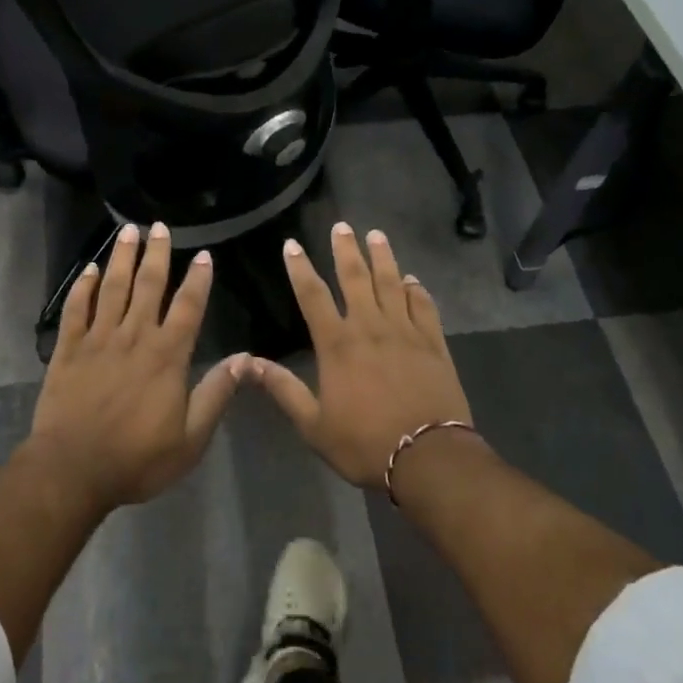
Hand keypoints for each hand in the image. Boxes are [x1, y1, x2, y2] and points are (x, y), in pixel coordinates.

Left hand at [26, 222, 241, 509]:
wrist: (73, 470)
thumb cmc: (137, 458)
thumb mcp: (190, 438)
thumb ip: (216, 394)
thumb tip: (244, 359)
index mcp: (167, 355)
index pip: (188, 307)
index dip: (198, 279)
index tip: (203, 254)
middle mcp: (134, 336)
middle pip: (148, 286)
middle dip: (156, 254)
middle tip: (159, 226)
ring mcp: (98, 339)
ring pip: (112, 288)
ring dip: (121, 258)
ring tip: (127, 231)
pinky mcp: (68, 349)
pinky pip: (75, 309)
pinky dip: (82, 287)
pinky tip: (88, 269)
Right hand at [245, 224, 472, 488]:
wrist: (428, 457)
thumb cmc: (365, 443)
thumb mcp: (313, 425)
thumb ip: (284, 389)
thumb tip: (249, 363)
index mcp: (338, 344)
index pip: (313, 296)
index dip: (300, 268)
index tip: (292, 244)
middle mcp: (370, 327)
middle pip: (356, 278)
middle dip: (346, 250)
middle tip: (342, 226)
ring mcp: (405, 332)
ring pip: (392, 284)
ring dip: (383, 258)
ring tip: (376, 235)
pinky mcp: (433, 343)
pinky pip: (424, 307)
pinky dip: (417, 291)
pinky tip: (412, 280)